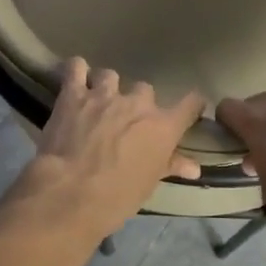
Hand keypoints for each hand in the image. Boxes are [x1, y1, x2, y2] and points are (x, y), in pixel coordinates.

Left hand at [15, 59, 204, 240]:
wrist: (71, 193)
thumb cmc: (116, 197)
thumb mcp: (148, 185)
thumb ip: (170, 166)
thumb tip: (194, 168)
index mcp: (163, 127)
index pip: (190, 103)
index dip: (192, 104)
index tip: (191, 108)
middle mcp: (138, 103)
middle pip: (145, 89)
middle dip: (137, 103)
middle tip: (126, 121)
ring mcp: (104, 95)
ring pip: (110, 76)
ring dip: (106, 87)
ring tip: (98, 102)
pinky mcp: (74, 94)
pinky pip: (76, 68)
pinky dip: (76, 70)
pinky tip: (74, 78)